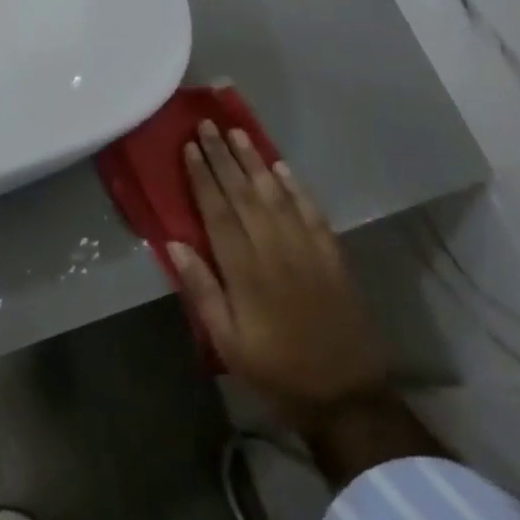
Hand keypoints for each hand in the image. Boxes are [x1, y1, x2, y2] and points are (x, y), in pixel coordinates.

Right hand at [169, 122, 389, 427]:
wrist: (345, 394)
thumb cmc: (275, 369)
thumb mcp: (227, 341)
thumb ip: (201, 290)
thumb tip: (174, 244)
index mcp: (245, 270)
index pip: (218, 211)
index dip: (203, 176)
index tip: (190, 147)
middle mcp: (275, 249)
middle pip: (245, 193)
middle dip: (223, 157)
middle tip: (208, 125)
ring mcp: (307, 249)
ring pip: (276, 195)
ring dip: (255, 162)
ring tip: (238, 134)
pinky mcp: (332, 255)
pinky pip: (311, 211)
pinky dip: (295, 187)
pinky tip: (281, 167)